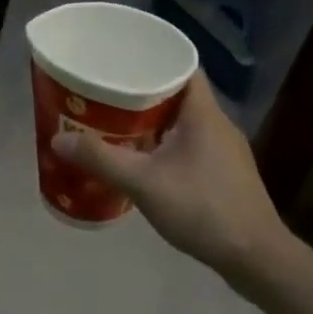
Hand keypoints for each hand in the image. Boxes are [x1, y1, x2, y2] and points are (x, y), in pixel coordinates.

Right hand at [51, 71, 302, 276]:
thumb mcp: (144, 183)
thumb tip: (58, 140)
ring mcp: (224, 150)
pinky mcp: (224, 172)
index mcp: (203, 113)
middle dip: (142, 91)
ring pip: (183, 121)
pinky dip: (164, 142)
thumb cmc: (202, 209)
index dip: (153, 57)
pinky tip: (142, 158)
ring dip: (152, 119)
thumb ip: (101, 159)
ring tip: (114, 122)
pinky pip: (189, 143)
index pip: (182, 65)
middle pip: (178, 93)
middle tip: (105, 92)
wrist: (255, 256)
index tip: (120, 59)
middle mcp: (217, 124)